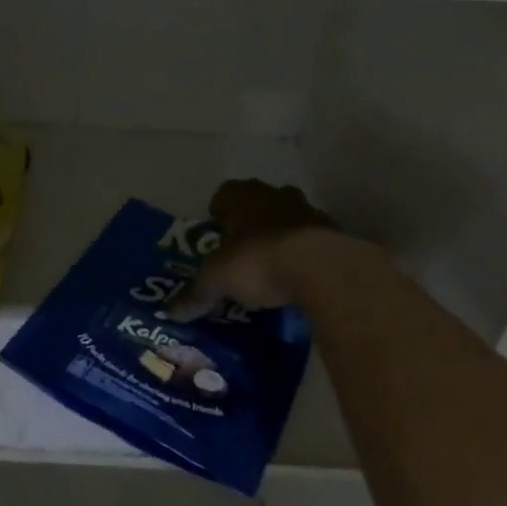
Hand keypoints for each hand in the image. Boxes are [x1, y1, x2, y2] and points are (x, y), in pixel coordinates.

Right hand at [172, 178, 336, 317]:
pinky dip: (306, 252)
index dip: (219, 210)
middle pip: (259, 201)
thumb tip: (172, 312)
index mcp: (243, 197)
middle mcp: (275, 196)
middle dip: (251, 220)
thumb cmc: (258, 261)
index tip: (216, 229)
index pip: (225, 193)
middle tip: (242, 246)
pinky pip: (314, 239)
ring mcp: (308, 212)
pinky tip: (300, 276)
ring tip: (273, 263)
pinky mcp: (334, 234)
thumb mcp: (218, 279)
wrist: (321, 269)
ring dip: (281, 233)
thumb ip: (196, 293)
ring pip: (289, 217)